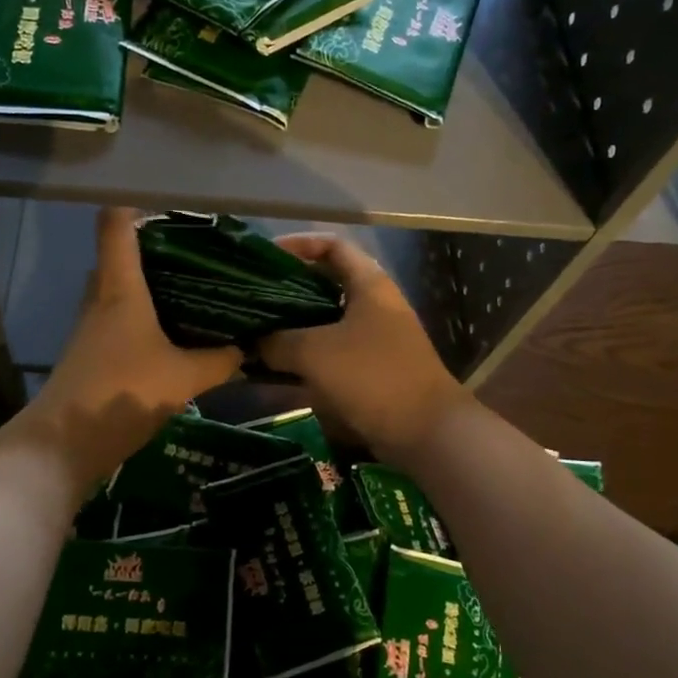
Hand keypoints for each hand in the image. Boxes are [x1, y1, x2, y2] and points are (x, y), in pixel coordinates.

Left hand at [20, 208, 242, 485]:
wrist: (65, 444)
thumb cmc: (123, 393)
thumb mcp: (184, 377)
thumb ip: (219, 360)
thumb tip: (247, 348)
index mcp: (120, 287)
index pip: (116, 224)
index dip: (138, 206)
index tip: (173, 208)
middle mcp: (101, 297)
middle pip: (121, 255)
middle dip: (157, 251)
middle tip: (200, 257)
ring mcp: (92, 326)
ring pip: (122, 290)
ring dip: (152, 287)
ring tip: (196, 291)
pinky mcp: (92, 352)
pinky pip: (120, 319)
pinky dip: (145, 317)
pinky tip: (175, 335)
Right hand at [258, 233, 469, 460]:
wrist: (426, 433)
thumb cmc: (373, 377)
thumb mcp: (316, 353)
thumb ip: (278, 342)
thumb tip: (251, 342)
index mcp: (369, 285)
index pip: (332, 246)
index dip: (298, 244)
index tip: (264, 257)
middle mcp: (373, 306)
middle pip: (324, 285)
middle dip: (287, 291)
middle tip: (251, 299)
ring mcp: (373, 340)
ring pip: (324, 323)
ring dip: (291, 329)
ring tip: (254, 334)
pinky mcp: (369, 371)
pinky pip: (329, 356)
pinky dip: (303, 359)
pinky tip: (273, 370)